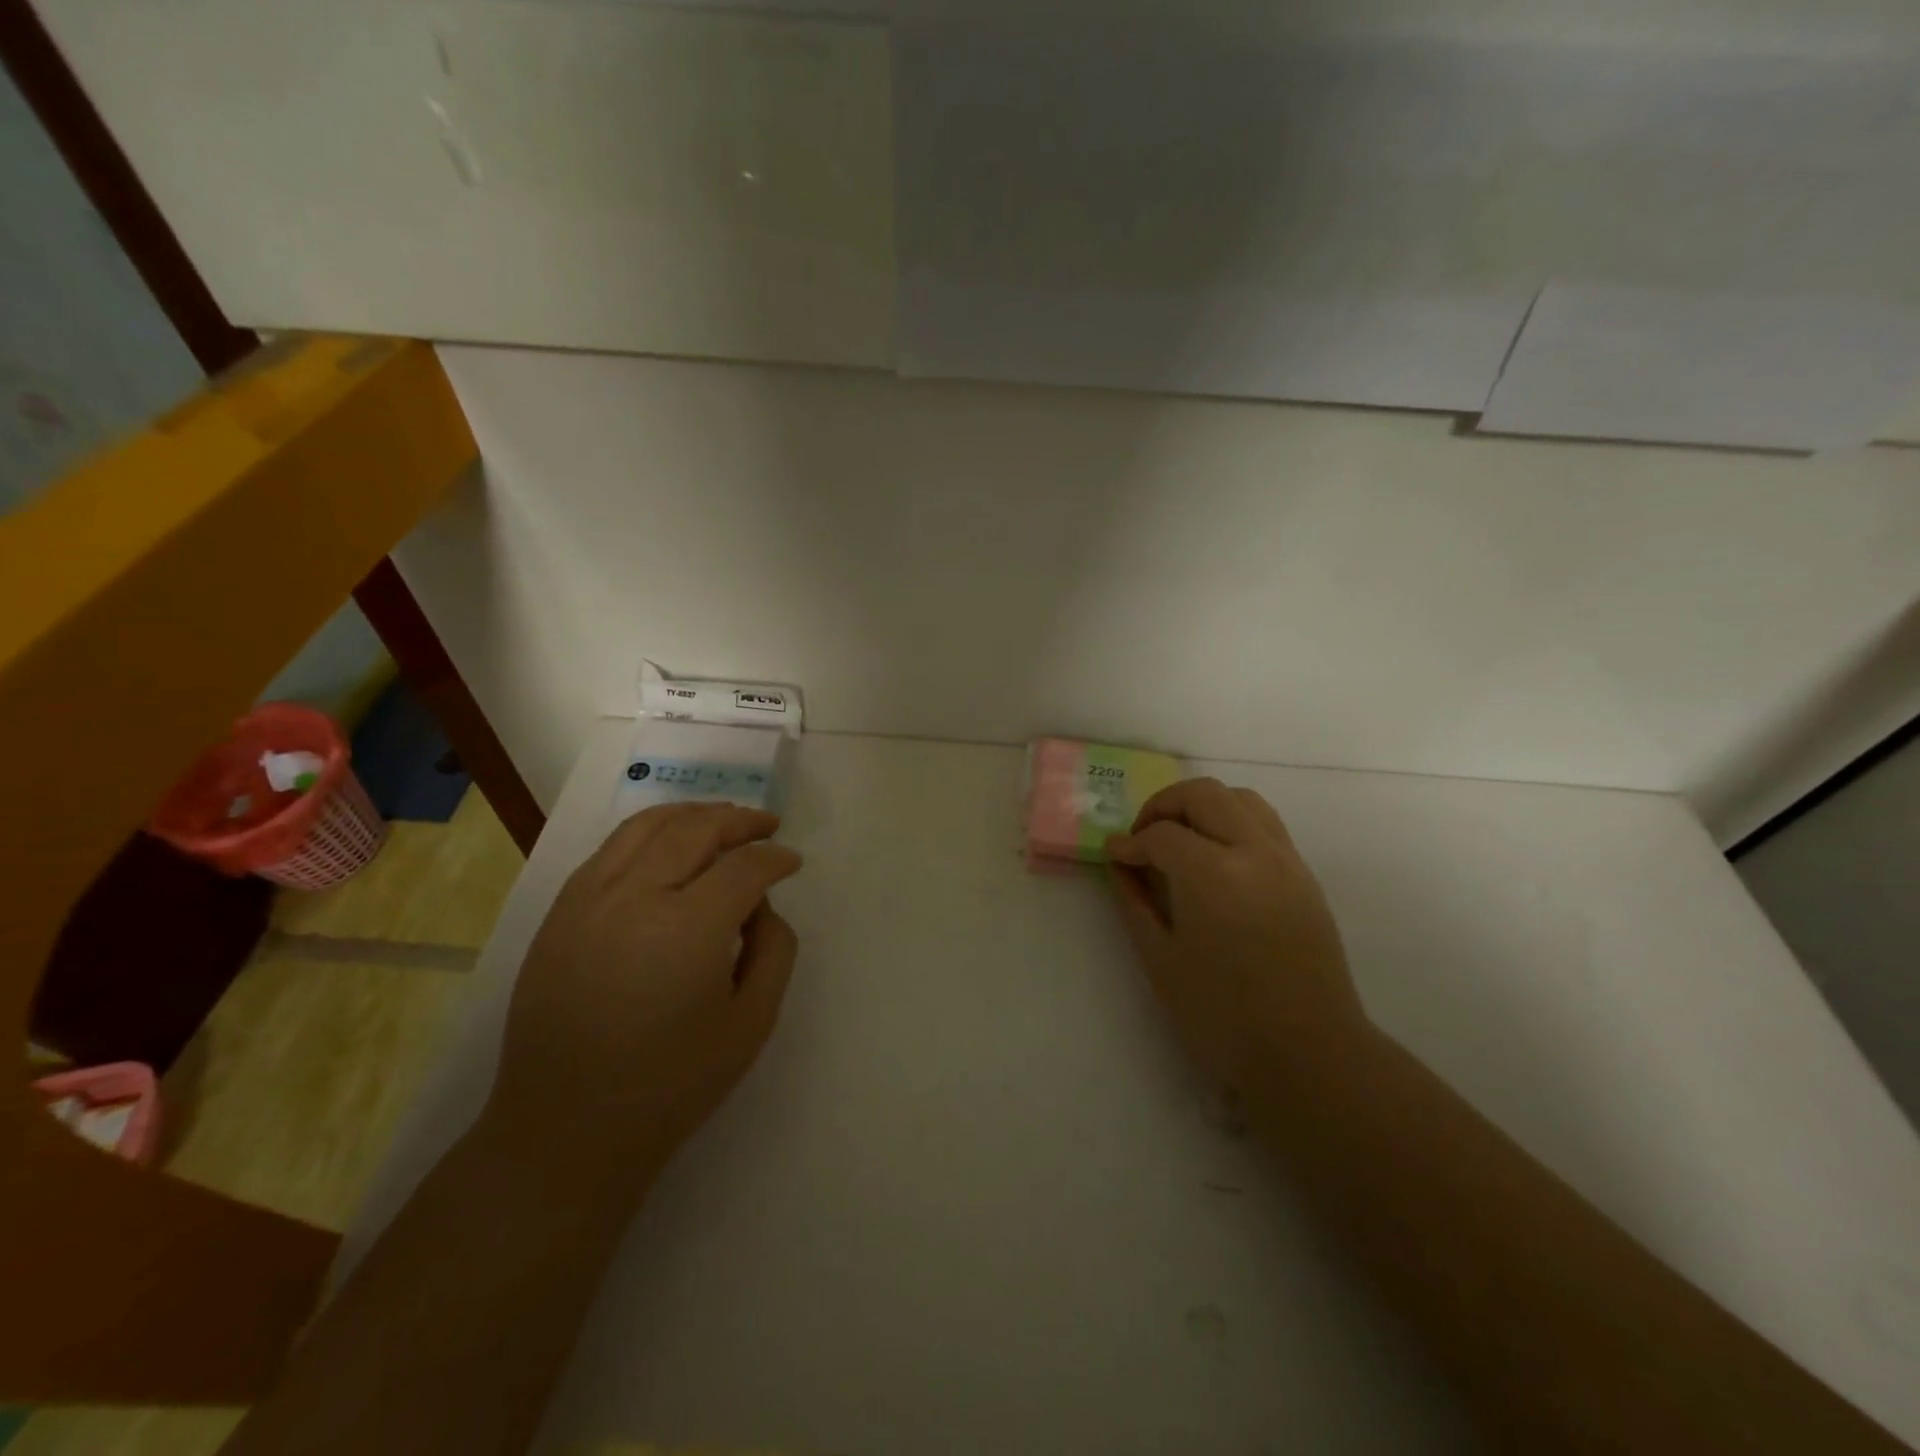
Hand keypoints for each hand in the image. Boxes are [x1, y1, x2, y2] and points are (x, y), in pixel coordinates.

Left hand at [484, 803, 802, 1192]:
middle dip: (740, 821)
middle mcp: (634, 897)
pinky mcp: (560, 913)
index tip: (793, 862)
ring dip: (693, 814)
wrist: (565, 1130)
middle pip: (696, 830)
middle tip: (768, 825)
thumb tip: (760, 906)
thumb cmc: (670, 1085)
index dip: (775, 858)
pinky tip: (668, 845)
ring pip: (647, 826)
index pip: (743, 867)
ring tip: (723, 818)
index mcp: (687, 928)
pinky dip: (649, 832)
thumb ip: (774, 950)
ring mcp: (588, 900)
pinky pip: (610, 849)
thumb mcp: (752, 1024)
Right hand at [1107, 778, 1366, 1100]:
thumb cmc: (1222, 1016)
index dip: (1131, 842)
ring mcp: (1286, 860)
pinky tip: (1215, 860)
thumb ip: (1134, 902)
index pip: (1161, 834)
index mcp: (1212, 874)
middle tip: (1143, 838)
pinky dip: (1232, 823)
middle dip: (1163, 806)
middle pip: (1203, 795)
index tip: (1115, 856)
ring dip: (1202, 806)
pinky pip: (1265, 824)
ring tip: (1180, 840)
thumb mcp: (1160, 960)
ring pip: (1241, 799)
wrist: (1309, 1054)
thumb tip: (1119, 863)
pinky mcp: (1305, 876)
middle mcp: (1254, 851)